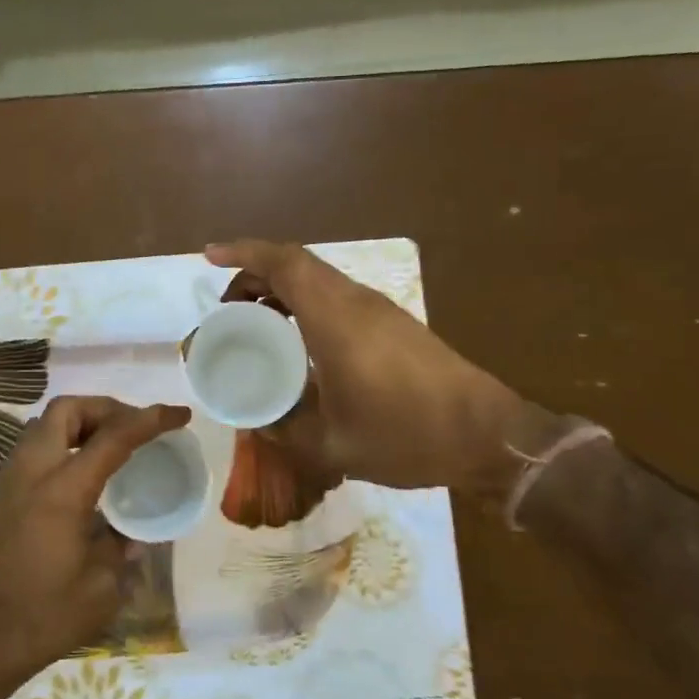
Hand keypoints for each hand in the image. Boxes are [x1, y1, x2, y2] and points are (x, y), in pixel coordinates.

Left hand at [0, 395, 190, 683]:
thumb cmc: (42, 616)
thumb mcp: (101, 588)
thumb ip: (121, 548)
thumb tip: (131, 535)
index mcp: (63, 489)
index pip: (114, 437)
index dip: (151, 420)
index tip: (180, 414)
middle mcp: (32, 471)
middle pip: (66, 409)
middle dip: (106, 407)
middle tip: (135, 428)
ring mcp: (10, 481)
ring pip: (45, 424)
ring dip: (81, 423)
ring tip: (112, 447)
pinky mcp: (0, 497)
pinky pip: (34, 448)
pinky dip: (63, 444)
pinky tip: (83, 475)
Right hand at [207, 240, 554, 500]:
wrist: (487, 436)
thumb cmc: (406, 435)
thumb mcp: (332, 444)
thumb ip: (286, 429)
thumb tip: (257, 420)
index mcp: (335, 321)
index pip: (284, 264)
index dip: (244, 253)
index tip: (210, 256)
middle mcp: (356, 303)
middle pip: (297, 265)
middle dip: (254, 275)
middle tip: (227, 309)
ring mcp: (379, 310)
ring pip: (318, 278)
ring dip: (281, 288)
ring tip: (254, 323)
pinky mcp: (393, 323)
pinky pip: (336, 296)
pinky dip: (304, 302)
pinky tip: (297, 340)